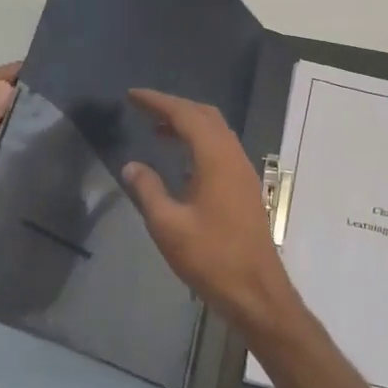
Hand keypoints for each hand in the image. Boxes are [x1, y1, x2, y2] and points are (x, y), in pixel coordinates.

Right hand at [122, 88, 305, 336]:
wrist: (256, 291)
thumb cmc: (211, 258)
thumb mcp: (168, 226)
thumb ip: (147, 190)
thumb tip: (132, 165)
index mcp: (216, 159)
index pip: (186, 115)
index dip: (159, 102)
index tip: (133, 96)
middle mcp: (234, 158)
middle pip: (206, 117)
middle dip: (175, 107)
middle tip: (145, 109)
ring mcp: (244, 174)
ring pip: (217, 133)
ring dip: (189, 125)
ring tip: (158, 130)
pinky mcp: (246, 190)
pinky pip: (222, 151)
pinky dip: (200, 143)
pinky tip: (183, 162)